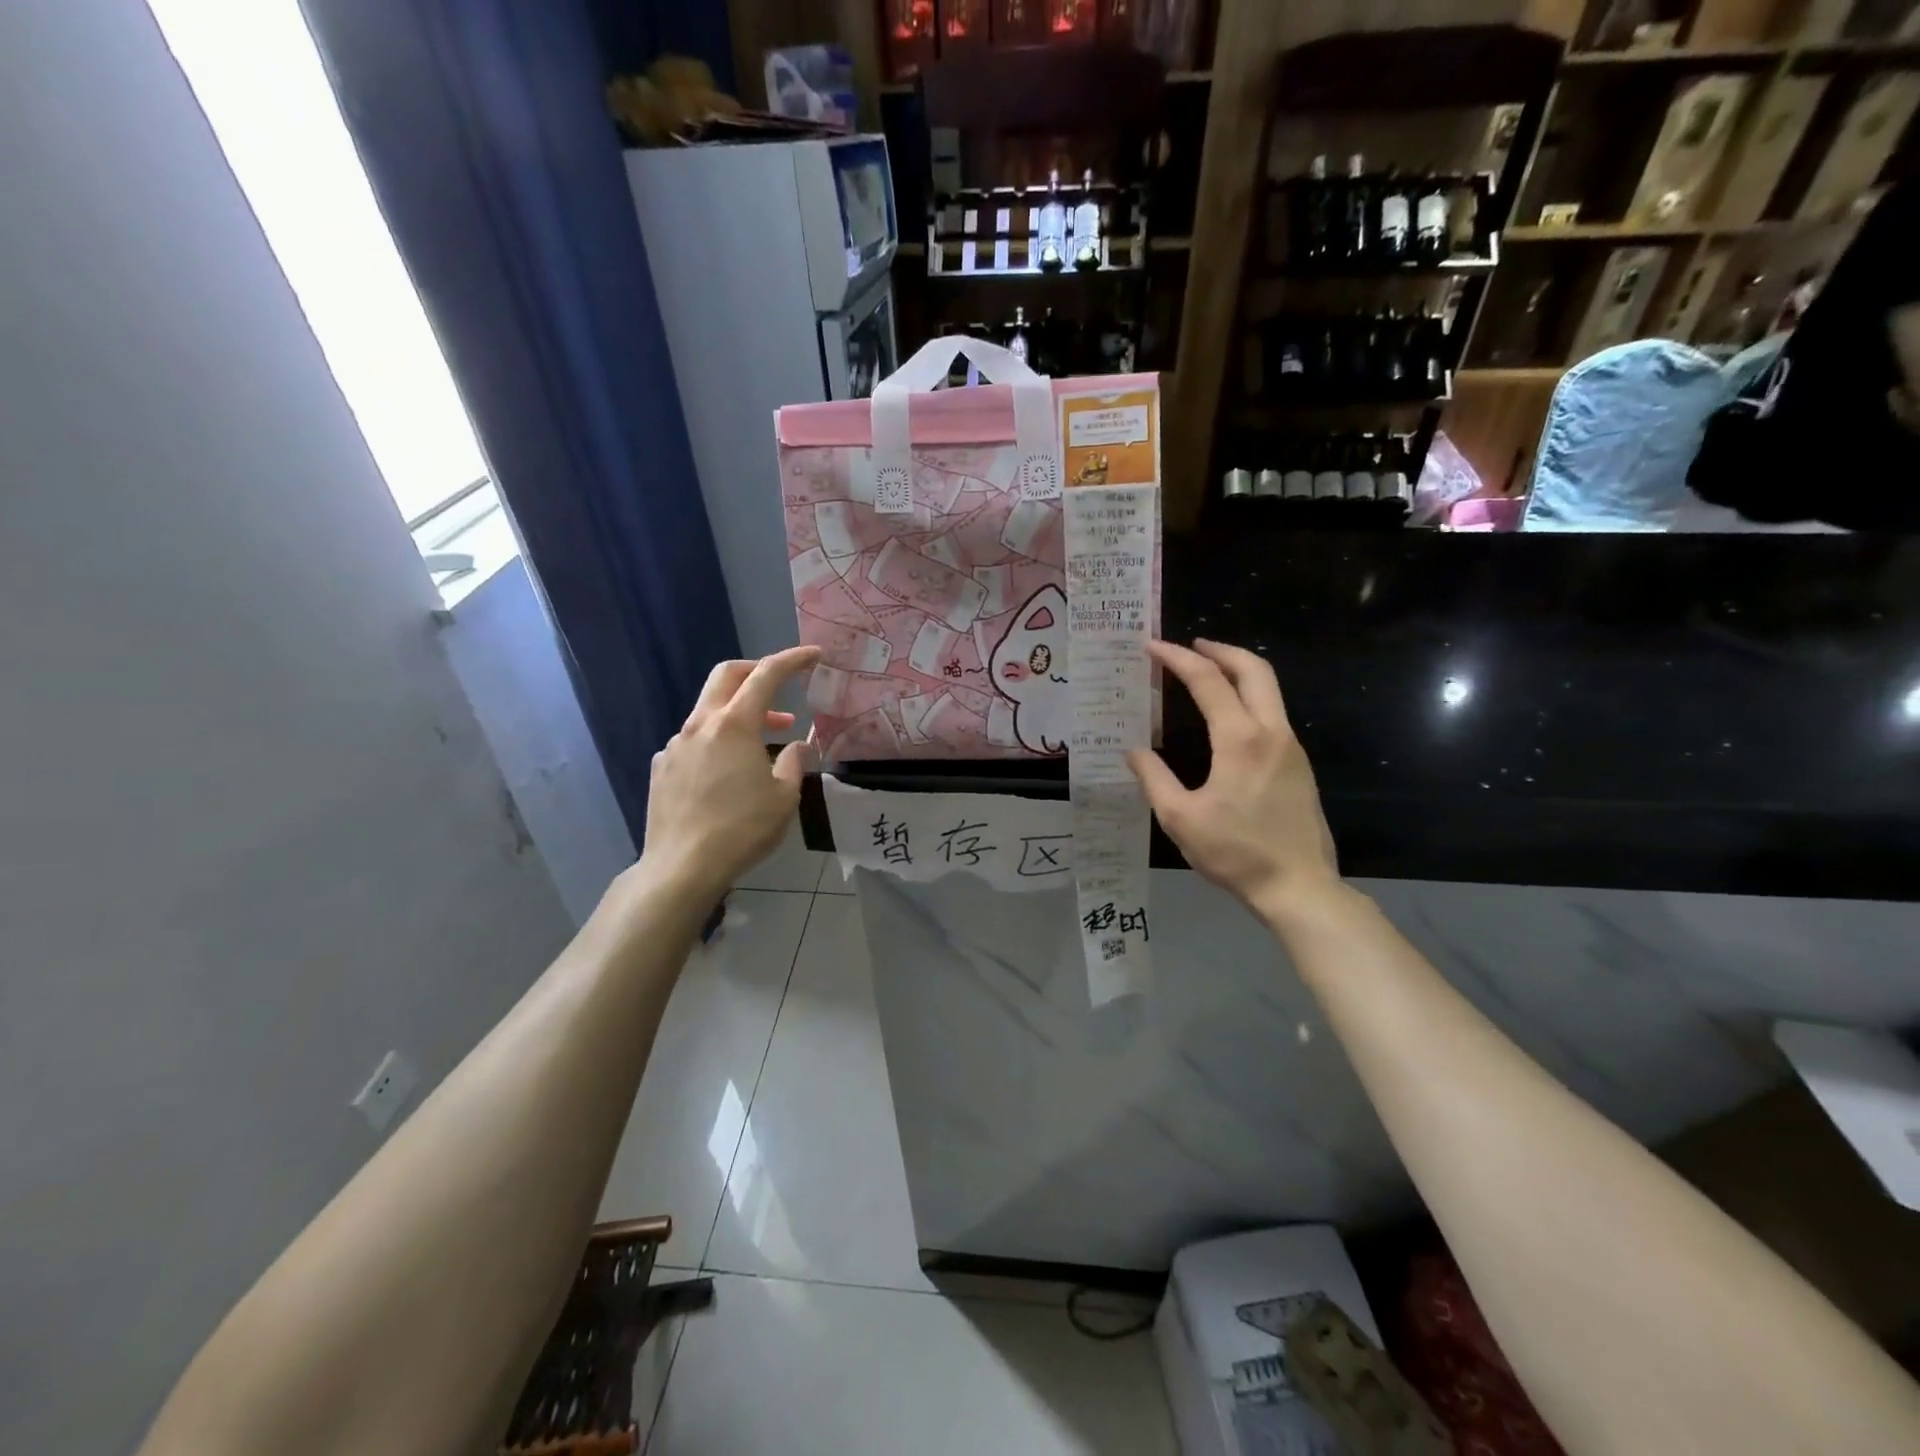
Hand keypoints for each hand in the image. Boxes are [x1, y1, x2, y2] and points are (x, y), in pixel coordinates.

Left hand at [637, 646, 821, 901]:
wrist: (682, 867)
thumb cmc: (742, 830)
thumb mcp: (784, 797)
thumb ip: (794, 762)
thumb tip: (797, 745)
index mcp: (734, 725)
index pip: (766, 675)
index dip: (792, 660)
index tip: (813, 654)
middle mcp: (700, 725)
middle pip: (726, 676)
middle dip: (756, 671)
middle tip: (781, 686)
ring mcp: (675, 745)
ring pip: (709, 711)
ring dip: (739, 714)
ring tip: (765, 743)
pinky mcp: (661, 767)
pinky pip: (692, 740)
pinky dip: (716, 741)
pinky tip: (727, 772)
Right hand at [1128, 640, 1339, 924]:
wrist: (1299, 887)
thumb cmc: (1236, 852)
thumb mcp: (1180, 818)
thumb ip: (1154, 778)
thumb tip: (1133, 752)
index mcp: (1240, 739)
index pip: (1208, 681)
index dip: (1177, 658)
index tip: (1152, 646)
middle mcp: (1272, 732)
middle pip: (1254, 669)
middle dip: (1220, 649)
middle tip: (1191, 645)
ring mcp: (1291, 747)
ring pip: (1269, 689)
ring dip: (1238, 671)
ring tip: (1206, 673)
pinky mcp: (1299, 765)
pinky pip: (1272, 713)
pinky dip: (1248, 697)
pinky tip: (1227, 716)